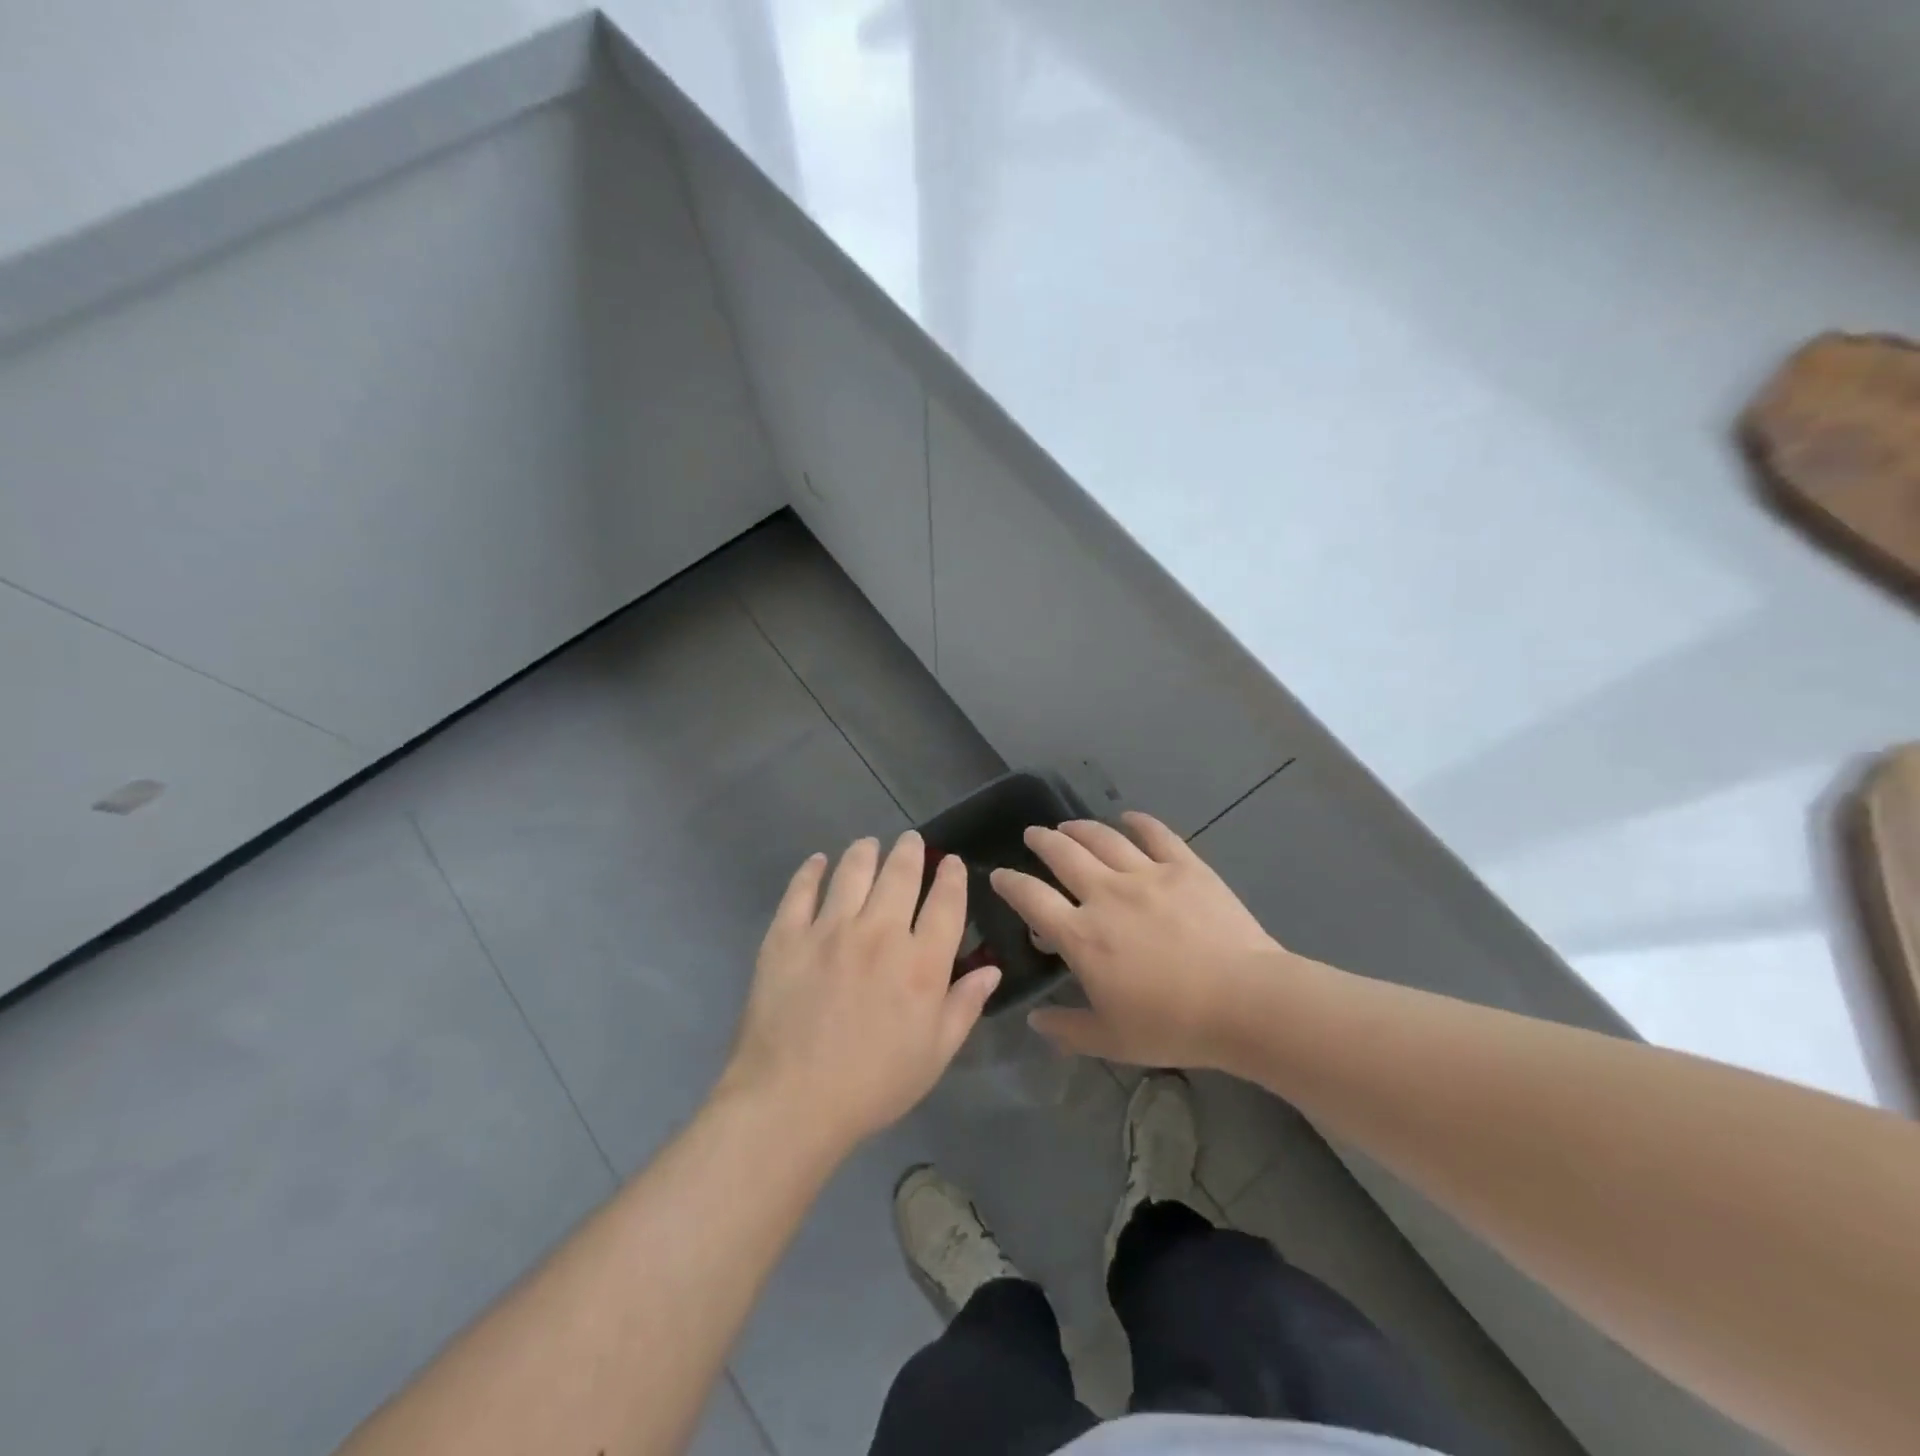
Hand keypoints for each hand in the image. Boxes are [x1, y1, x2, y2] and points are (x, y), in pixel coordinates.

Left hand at [719, 832, 1000, 1151]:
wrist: (791, 1102)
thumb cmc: (872, 1085)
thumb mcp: (934, 1055)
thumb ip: (964, 1006)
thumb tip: (991, 970)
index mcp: (921, 963)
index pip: (946, 903)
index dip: (953, 877)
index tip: (953, 863)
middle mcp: (880, 933)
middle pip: (901, 874)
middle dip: (911, 851)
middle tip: (911, 840)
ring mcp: (829, 929)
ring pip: (853, 871)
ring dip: (866, 851)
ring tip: (869, 844)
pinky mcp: (787, 935)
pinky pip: (801, 890)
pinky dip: (812, 870)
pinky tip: (818, 862)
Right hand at [992, 812, 1290, 1068]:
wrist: (1245, 1002)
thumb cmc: (1173, 1025)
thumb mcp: (1112, 1040)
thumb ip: (1067, 1029)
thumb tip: (1035, 1021)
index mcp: (1082, 935)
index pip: (1031, 898)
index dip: (1009, 883)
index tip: (998, 875)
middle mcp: (1105, 894)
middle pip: (1063, 855)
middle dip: (1042, 841)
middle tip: (1033, 835)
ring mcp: (1147, 874)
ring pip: (1103, 839)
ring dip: (1079, 828)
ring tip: (1069, 826)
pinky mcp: (1185, 867)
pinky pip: (1156, 834)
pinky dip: (1138, 822)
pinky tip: (1128, 818)